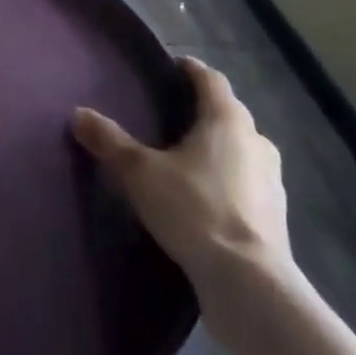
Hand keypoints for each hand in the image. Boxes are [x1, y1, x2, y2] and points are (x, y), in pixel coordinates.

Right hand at [72, 57, 289, 283]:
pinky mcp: (277, 217)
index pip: (210, 78)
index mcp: (227, 119)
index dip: (190, 70)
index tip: (172, 68)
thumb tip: (78, 114)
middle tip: (173, 114)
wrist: (250, 285)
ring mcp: (272, 180)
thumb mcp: (141, 173)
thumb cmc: (195, 210)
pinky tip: (208, 198)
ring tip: (188, 158)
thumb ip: (110, 141)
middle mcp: (256, 140)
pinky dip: (231, 181)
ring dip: (220, 148)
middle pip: (229, 112)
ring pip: (242, 149)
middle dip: (204, 110)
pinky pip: (249, 183)